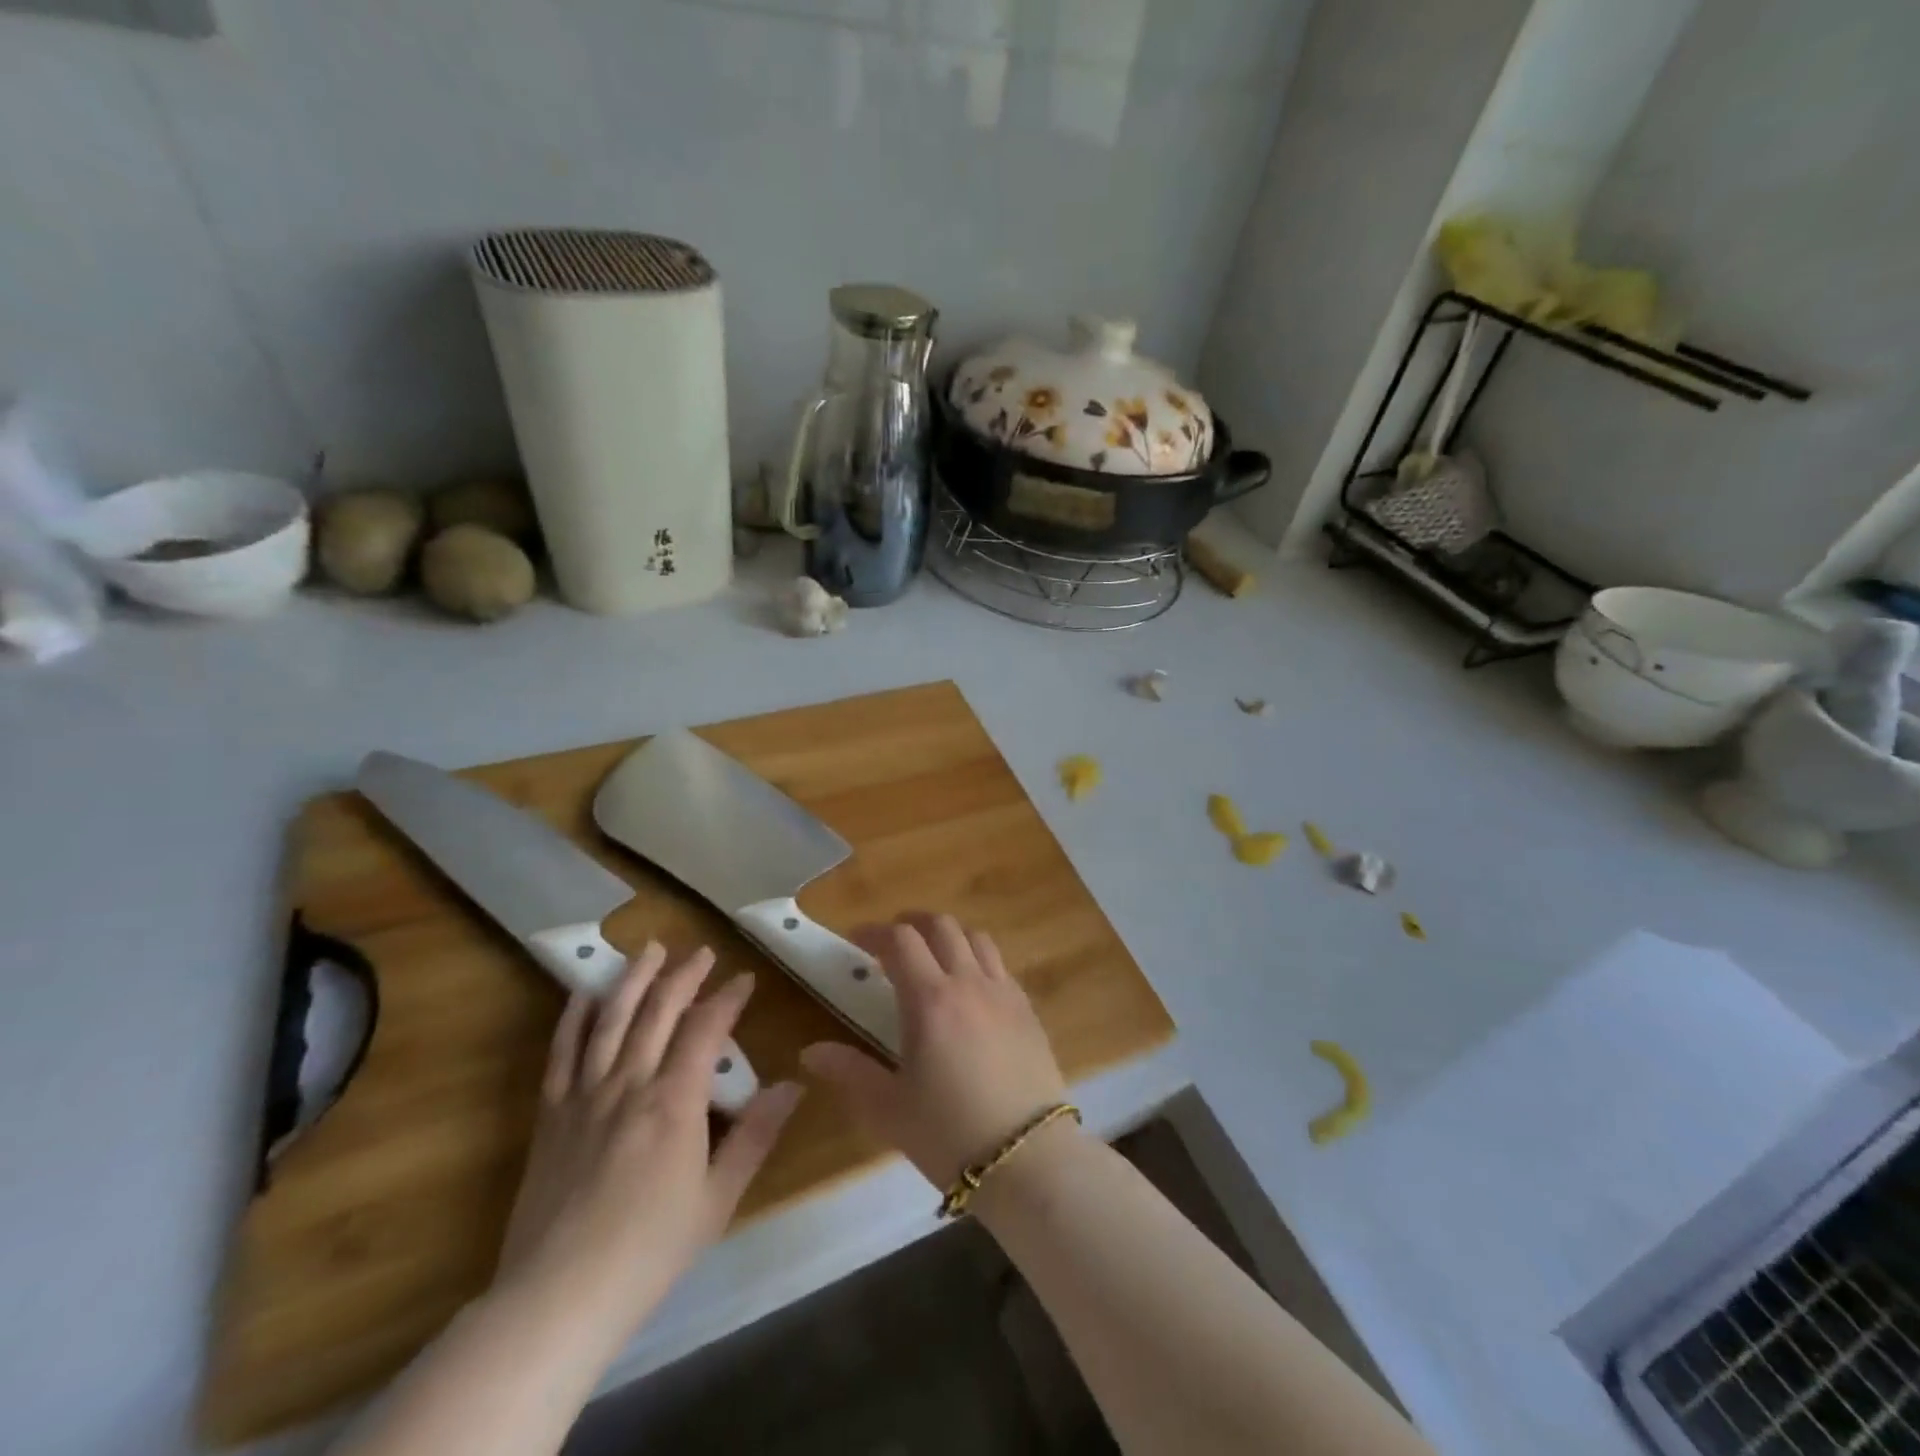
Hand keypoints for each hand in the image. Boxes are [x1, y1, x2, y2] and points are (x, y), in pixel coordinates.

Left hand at [493, 943, 802, 1353]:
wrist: (557, 1297)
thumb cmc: (649, 1250)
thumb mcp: (717, 1198)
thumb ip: (756, 1135)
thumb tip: (793, 1084)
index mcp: (675, 1101)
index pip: (706, 1029)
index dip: (727, 998)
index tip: (745, 979)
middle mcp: (630, 1083)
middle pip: (659, 1012)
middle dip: (684, 976)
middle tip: (702, 952)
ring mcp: (585, 1095)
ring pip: (611, 1020)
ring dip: (633, 979)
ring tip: (650, 950)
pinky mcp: (551, 1115)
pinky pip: (562, 1053)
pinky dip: (573, 1018)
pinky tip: (583, 993)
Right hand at [800, 914, 1066, 1189]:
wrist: (1028, 1158)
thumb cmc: (949, 1133)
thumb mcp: (889, 1109)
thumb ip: (849, 1072)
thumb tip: (810, 1052)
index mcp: (930, 999)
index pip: (901, 940)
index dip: (875, 932)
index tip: (856, 940)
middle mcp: (968, 982)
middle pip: (942, 926)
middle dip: (912, 924)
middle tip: (892, 943)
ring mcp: (1004, 992)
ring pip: (976, 937)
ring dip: (949, 936)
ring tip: (933, 958)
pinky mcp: (1028, 1009)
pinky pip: (1000, 965)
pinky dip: (978, 959)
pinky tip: (970, 989)